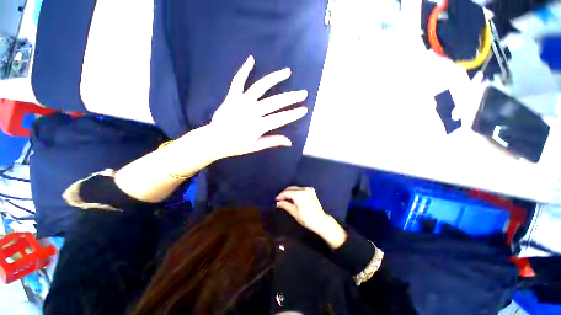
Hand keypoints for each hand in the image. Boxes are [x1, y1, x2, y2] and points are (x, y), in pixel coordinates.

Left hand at [208, 55, 308, 159]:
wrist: (214, 139)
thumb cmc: (236, 145)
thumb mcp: (256, 146)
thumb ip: (272, 141)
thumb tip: (290, 142)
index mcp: (258, 126)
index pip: (280, 118)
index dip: (293, 114)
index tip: (304, 109)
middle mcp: (252, 111)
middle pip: (275, 102)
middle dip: (291, 97)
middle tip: (303, 93)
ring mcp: (241, 102)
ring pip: (261, 87)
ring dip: (275, 78)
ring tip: (287, 72)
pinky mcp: (232, 96)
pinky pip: (238, 81)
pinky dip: (244, 69)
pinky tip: (251, 59)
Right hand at [275, 186, 327, 231]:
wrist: (320, 221)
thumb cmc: (306, 218)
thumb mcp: (294, 212)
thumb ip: (285, 205)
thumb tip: (277, 203)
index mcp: (299, 194)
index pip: (286, 192)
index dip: (280, 196)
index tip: (276, 200)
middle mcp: (304, 189)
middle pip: (291, 188)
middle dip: (284, 193)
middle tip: (279, 200)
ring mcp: (309, 189)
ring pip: (295, 188)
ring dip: (290, 192)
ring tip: (285, 199)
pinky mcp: (312, 191)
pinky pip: (301, 189)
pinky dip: (296, 192)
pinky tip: (293, 197)